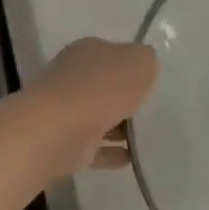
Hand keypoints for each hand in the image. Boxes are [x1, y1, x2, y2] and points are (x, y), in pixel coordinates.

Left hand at [26, 38, 157, 176]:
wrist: (60, 130)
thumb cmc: (102, 87)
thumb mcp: (140, 62)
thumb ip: (145, 60)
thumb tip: (143, 64)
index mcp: (87, 51)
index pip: (111, 53)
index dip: (130, 64)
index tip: (148, 79)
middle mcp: (72, 78)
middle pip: (103, 85)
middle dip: (122, 96)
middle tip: (148, 108)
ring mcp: (65, 112)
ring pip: (97, 117)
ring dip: (118, 126)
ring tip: (145, 137)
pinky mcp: (65, 144)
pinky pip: (94, 147)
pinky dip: (110, 152)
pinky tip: (130, 158)